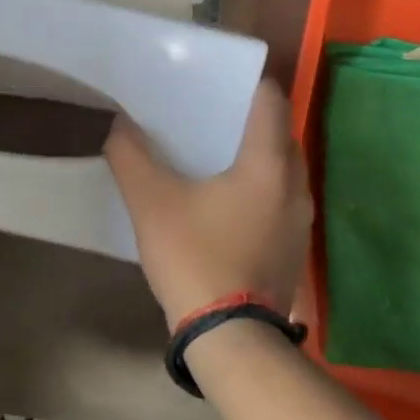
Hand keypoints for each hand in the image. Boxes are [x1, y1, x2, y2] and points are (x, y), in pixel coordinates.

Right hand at [104, 79, 312, 329]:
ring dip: (254, 156)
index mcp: (268, 165)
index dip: (246, 83)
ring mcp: (300, 221)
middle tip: (208, 114)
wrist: (230, 338)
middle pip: (280, 133)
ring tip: (213, 153)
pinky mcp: (293, 248)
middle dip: (248, 119)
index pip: (271, 101)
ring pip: (282, 169)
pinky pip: (279, 198)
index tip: (216, 80)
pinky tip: (224, 200)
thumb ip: (131, 156)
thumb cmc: (195, 257)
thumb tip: (120, 124)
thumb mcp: (151, 203)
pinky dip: (258, 187)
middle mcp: (295, 186)